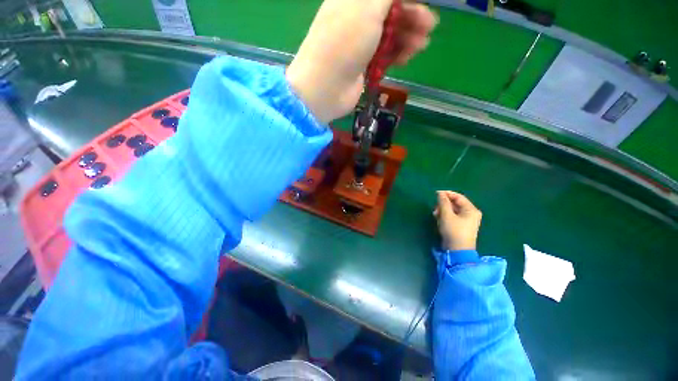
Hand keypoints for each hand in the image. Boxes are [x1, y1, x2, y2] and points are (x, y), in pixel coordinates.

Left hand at [286, 0, 436, 123]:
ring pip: (389, 35)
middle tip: (429, 26)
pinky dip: (396, 55)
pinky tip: (407, 58)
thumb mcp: (368, 7)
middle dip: (411, 17)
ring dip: (407, 37)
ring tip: (421, 45)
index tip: (423, 3)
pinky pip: (384, 55)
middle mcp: (356, 18)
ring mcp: (359, 43)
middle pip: (390, 13)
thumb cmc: (344, 42)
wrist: (326, 88)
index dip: (406, 0)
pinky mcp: (363, 65)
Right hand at [434, 191, 481, 250]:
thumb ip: (443, 202)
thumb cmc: (453, 231)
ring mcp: (466, 221)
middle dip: (443, 204)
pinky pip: (452, 217)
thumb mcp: (446, 215)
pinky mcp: (461, 226)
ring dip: (443, 211)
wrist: (457, 251)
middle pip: (455, 204)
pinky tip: (439, 220)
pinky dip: (445, 216)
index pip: (458, 197)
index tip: (435, 194)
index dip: (447, 194)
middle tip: (435, 208)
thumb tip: (440, 193)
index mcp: (471, 210)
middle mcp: (471, 214)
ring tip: (435, 215)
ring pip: (452, 210)